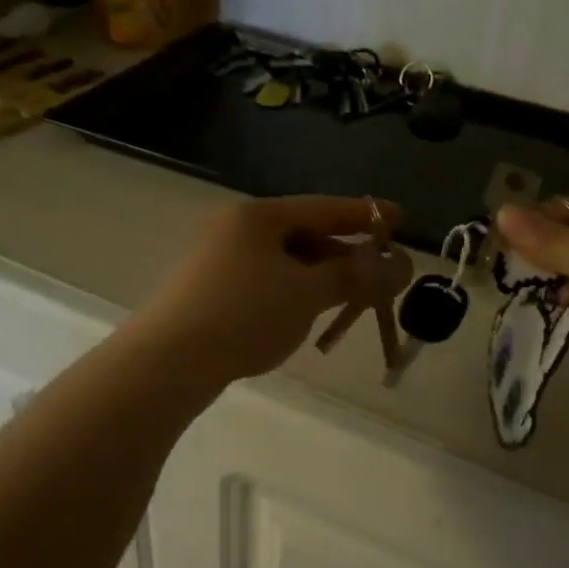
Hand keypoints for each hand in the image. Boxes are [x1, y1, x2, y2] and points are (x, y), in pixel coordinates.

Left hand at [135, 196, 404, 383]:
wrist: (169, 360)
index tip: (399, 219)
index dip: (365, 214)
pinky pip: (263, 283)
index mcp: (258, 216)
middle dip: (342, 255)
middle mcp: (234, 229)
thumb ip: (353, 276)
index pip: (323, 207)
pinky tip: (302, 316)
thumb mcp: (307, 293)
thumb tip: (396, 266)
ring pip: (282, 263)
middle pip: (302, 234)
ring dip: (318, 278)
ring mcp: (216, 260)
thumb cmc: (245, 314)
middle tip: (377, 276)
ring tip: (346, 300)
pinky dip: (291, 294)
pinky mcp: (207, 291)